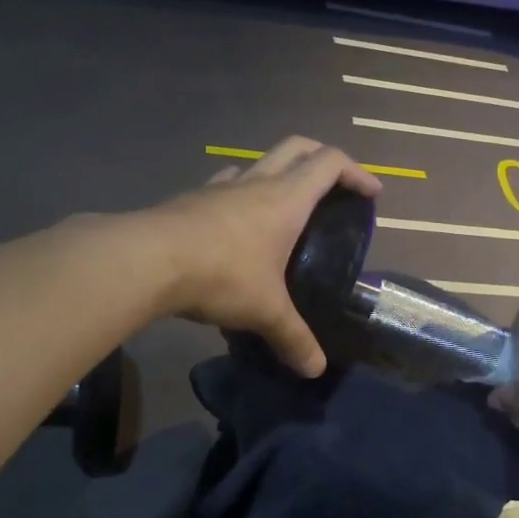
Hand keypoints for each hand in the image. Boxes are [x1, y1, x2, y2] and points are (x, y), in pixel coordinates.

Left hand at [143, 137, 381, 376]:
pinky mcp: (191, 199)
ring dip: (279, 174)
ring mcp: (219, 186)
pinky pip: (226, 185)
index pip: (330, 163)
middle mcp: (256, 182)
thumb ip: (293, 338)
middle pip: (297, 147)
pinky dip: (241, 194)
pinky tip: (236, 224)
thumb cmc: (221, 275)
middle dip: (322, 158)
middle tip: (336, 186)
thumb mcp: (265, 311)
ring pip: (258, 163)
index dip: (357, 172)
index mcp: (285, 198)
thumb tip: (314, 369)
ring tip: (285, 209)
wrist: (146, 260)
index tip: (371, 194)